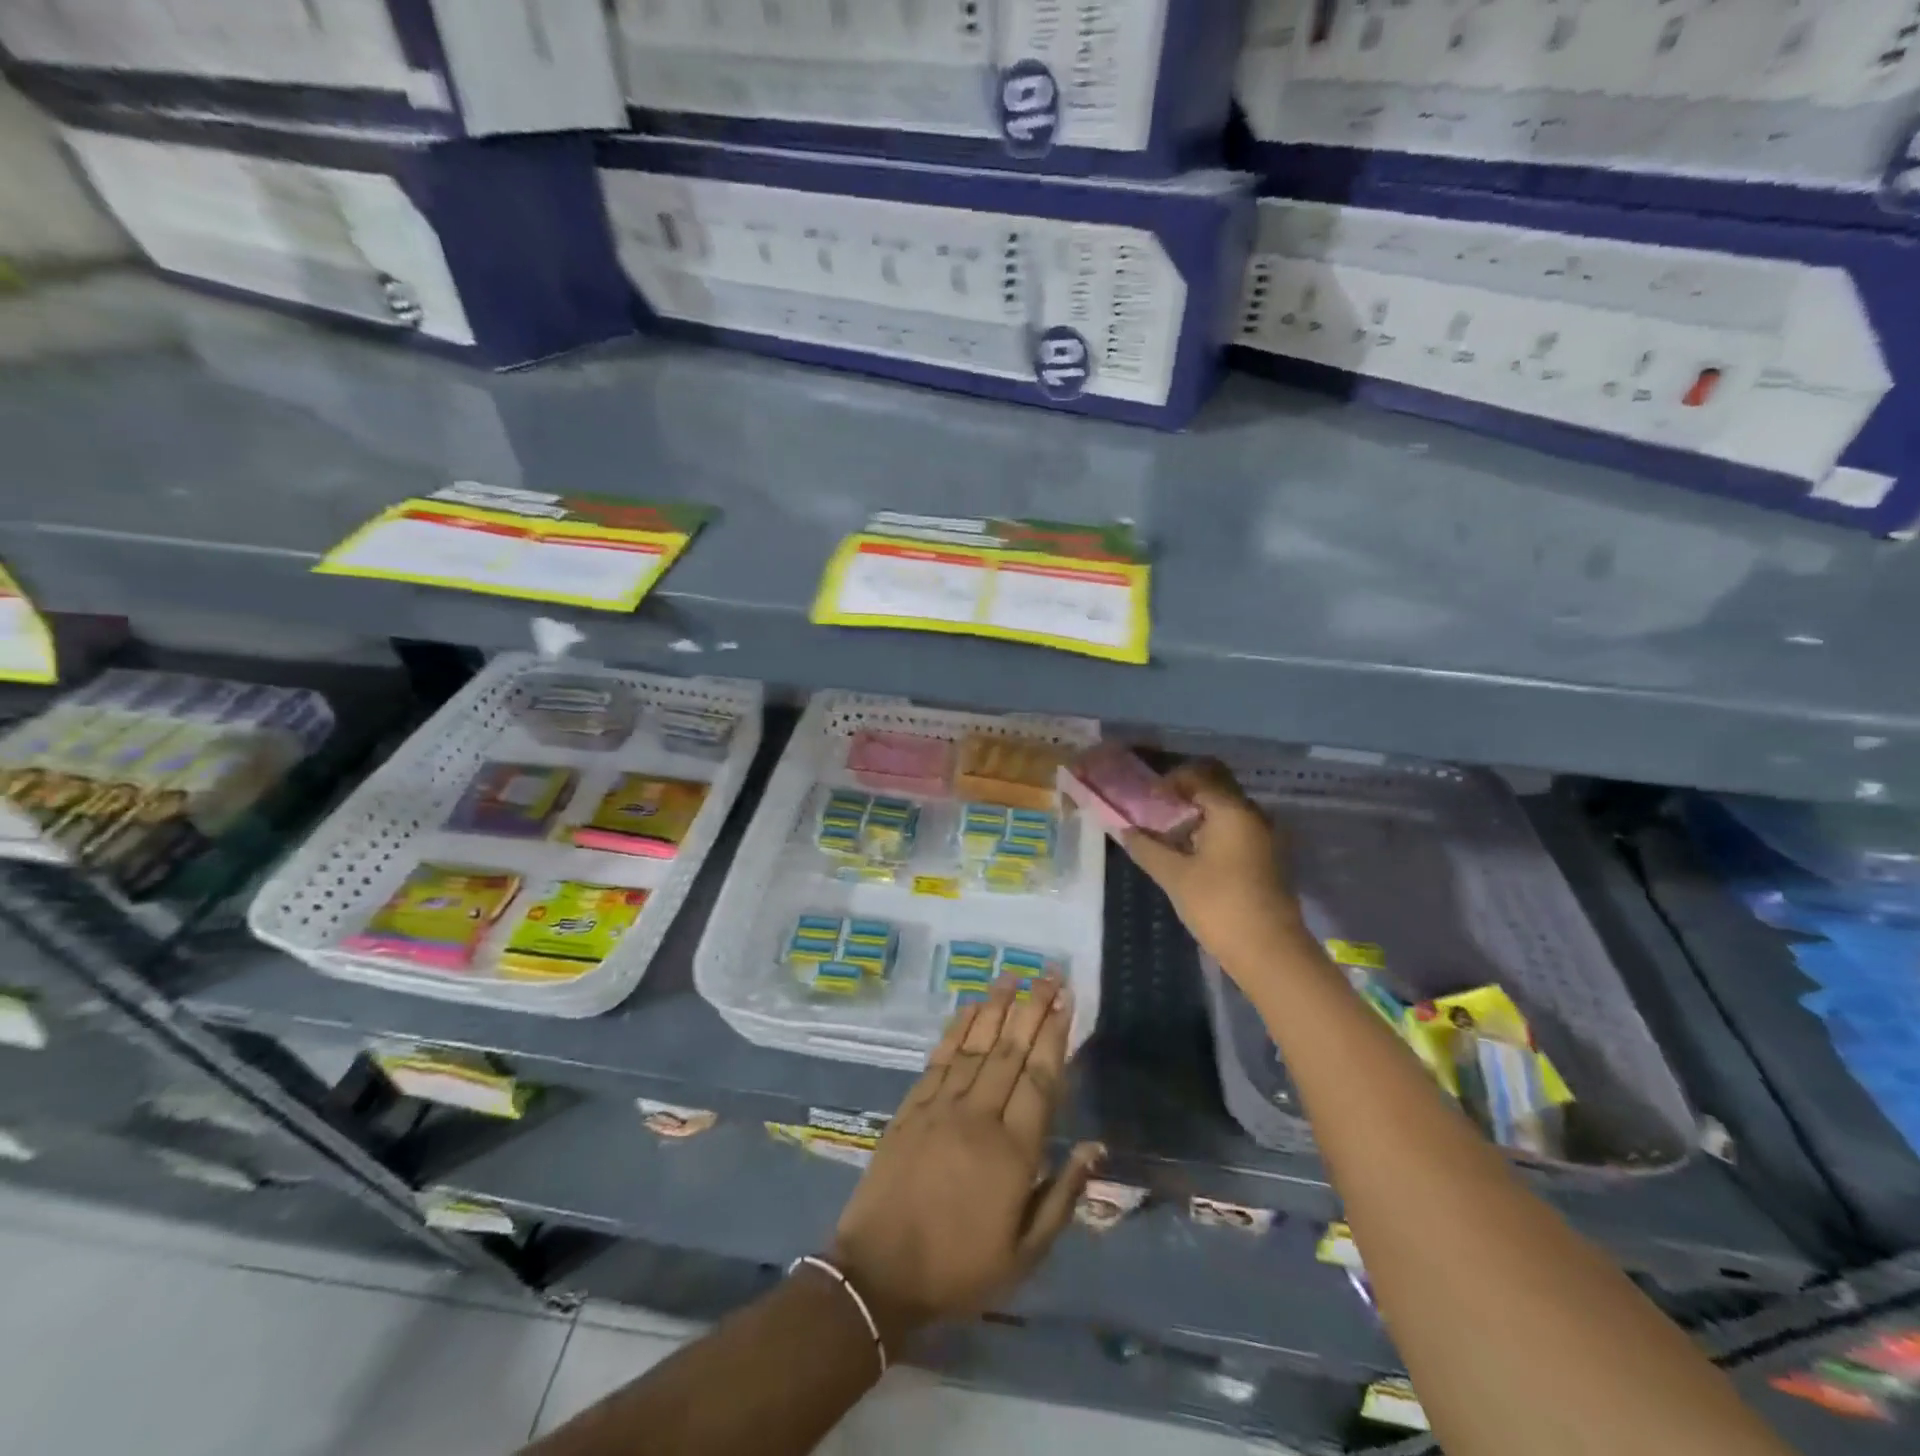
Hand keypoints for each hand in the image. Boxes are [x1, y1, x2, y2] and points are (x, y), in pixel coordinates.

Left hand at [829, 973, 1102, 1345]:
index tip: (1067, 1001)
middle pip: (1011, 1050)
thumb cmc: (960, 1269)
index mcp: (1013, 1152)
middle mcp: (978, 1116)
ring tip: (1013, 975)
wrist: (879, 1273)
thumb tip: (1096, 1147)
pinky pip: (940, 1057)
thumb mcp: (1025, 1253)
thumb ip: (1063, 1195)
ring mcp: (941, 1106)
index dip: (1055, 1036)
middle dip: (1033, 1008)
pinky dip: (957, 1028)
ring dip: (996, 1007)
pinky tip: (970, 1007)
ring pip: (976, 1045)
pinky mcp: (912, 1106)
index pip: (1041, 1079)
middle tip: (1049, 973)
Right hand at [1121, 759, 1305, 961]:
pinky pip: (1235, 829)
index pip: (1198, 774)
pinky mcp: (1266, 858)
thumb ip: (1147, 848)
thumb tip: (1124, 830)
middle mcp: (1252, 815)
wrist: (1270, 953)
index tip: (1146, 798)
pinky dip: (1211, 831)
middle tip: (1155, 810)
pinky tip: (1189, 854)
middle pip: (1215, 786)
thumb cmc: (1219, 906)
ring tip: (1167, 834)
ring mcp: (1263, 837)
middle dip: (1183, 793)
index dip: (1169, 780)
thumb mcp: (1174, 876)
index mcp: (1232, 811)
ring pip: (1226, 809)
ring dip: (1197, 814)